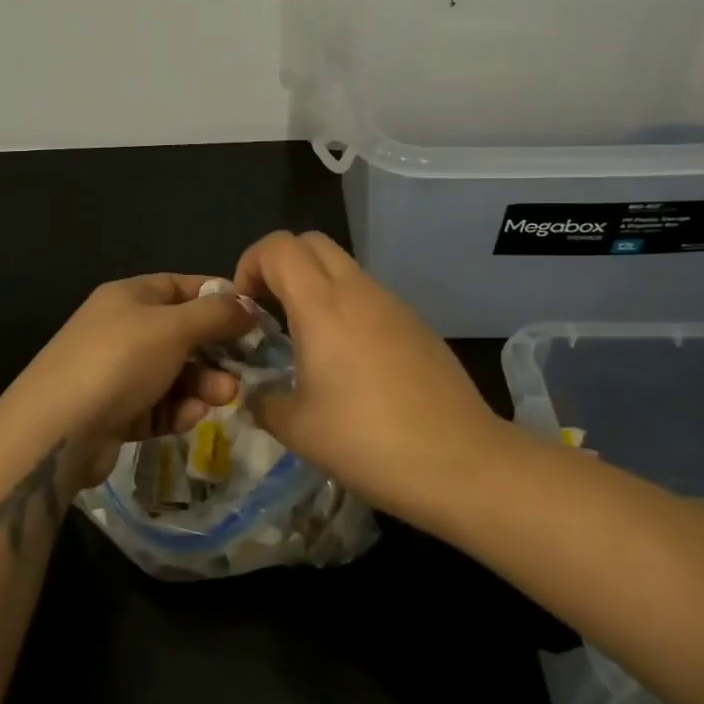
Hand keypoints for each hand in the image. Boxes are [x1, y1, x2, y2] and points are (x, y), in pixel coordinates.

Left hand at [0, 274, 253, 489]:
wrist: (55, 431)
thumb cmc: (119, 361)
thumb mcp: (173, 328)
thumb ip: (215, 314)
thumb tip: (248, 304)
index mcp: (130, 296)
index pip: (184, 287)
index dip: (220, 299)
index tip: (254, 319)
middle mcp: (123, 328)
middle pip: (183, 333)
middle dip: (215, 351)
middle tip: (243, 369)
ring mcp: (117, 372)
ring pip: (175, 373)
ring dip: (202, 384)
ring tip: (223, 397)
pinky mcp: (116, 412)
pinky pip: (158, 404)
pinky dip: (176, 410)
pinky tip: (188, 418)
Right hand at [233, 231, 500, 515]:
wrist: (461, 461)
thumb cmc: (367, 441)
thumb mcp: (297, 429)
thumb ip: (263, 401)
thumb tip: (254, 394)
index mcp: (321, 304)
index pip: (278, 246)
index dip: (249, 264)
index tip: (243, 308)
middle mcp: (358, 290)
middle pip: (310, 242)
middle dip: (280, 266)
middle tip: (269, 313)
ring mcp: (392, 304)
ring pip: (343, 267)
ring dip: (314, 287)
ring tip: (306, 341)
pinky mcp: (416, 323)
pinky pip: (370, 295)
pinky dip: (346, 307)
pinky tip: (350, 362)